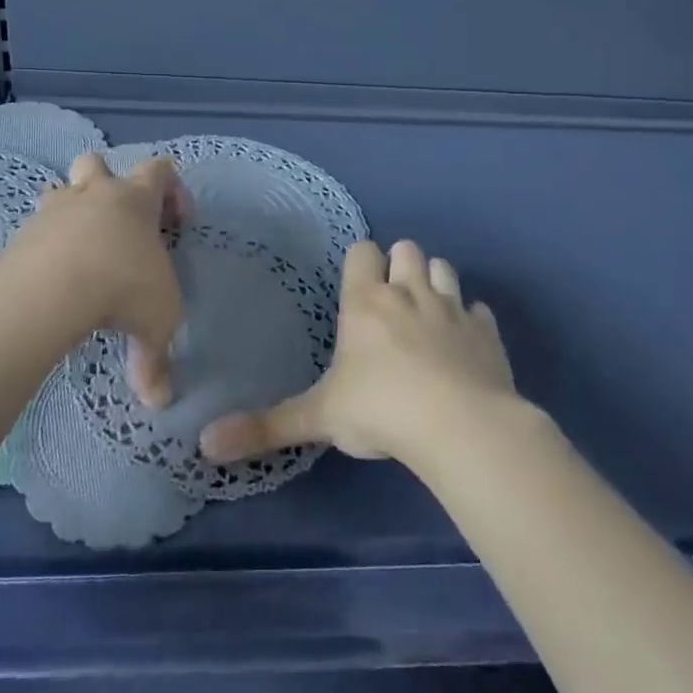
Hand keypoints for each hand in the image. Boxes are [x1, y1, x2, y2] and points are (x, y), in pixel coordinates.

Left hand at [1, 151, 185, 404]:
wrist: (53, 287)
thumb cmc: (123, 288)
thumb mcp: (157, 323)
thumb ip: (157, 359)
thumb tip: (159, 400)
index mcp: (136, 200)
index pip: (160, 169)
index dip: (173, 190)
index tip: (178, 225)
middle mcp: (95, 195)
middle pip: (97, 162)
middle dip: (108, 182)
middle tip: (118, 223)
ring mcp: (54, 210)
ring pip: (59, 189)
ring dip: (69, 209)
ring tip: (79, 249)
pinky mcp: (22, 233)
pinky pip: (34, 227)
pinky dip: (44, 243)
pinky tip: (52, 275)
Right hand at [200, 238, 514, 464]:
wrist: (462, 427)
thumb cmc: (381, 410)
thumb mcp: (318, 418)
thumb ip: (265, 427)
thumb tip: (205, 443)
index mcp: (366, 301)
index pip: (362, 251)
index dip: (360, 262)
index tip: (357, 287)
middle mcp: (409, 293)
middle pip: (406, 249)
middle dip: (399, 265)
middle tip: (391, 300)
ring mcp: (452, 309)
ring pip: (444, 268)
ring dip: (435, 281)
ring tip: (427, 313)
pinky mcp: (487, 333)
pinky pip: (479, 311)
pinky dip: (470, 320)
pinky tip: (464, 343)